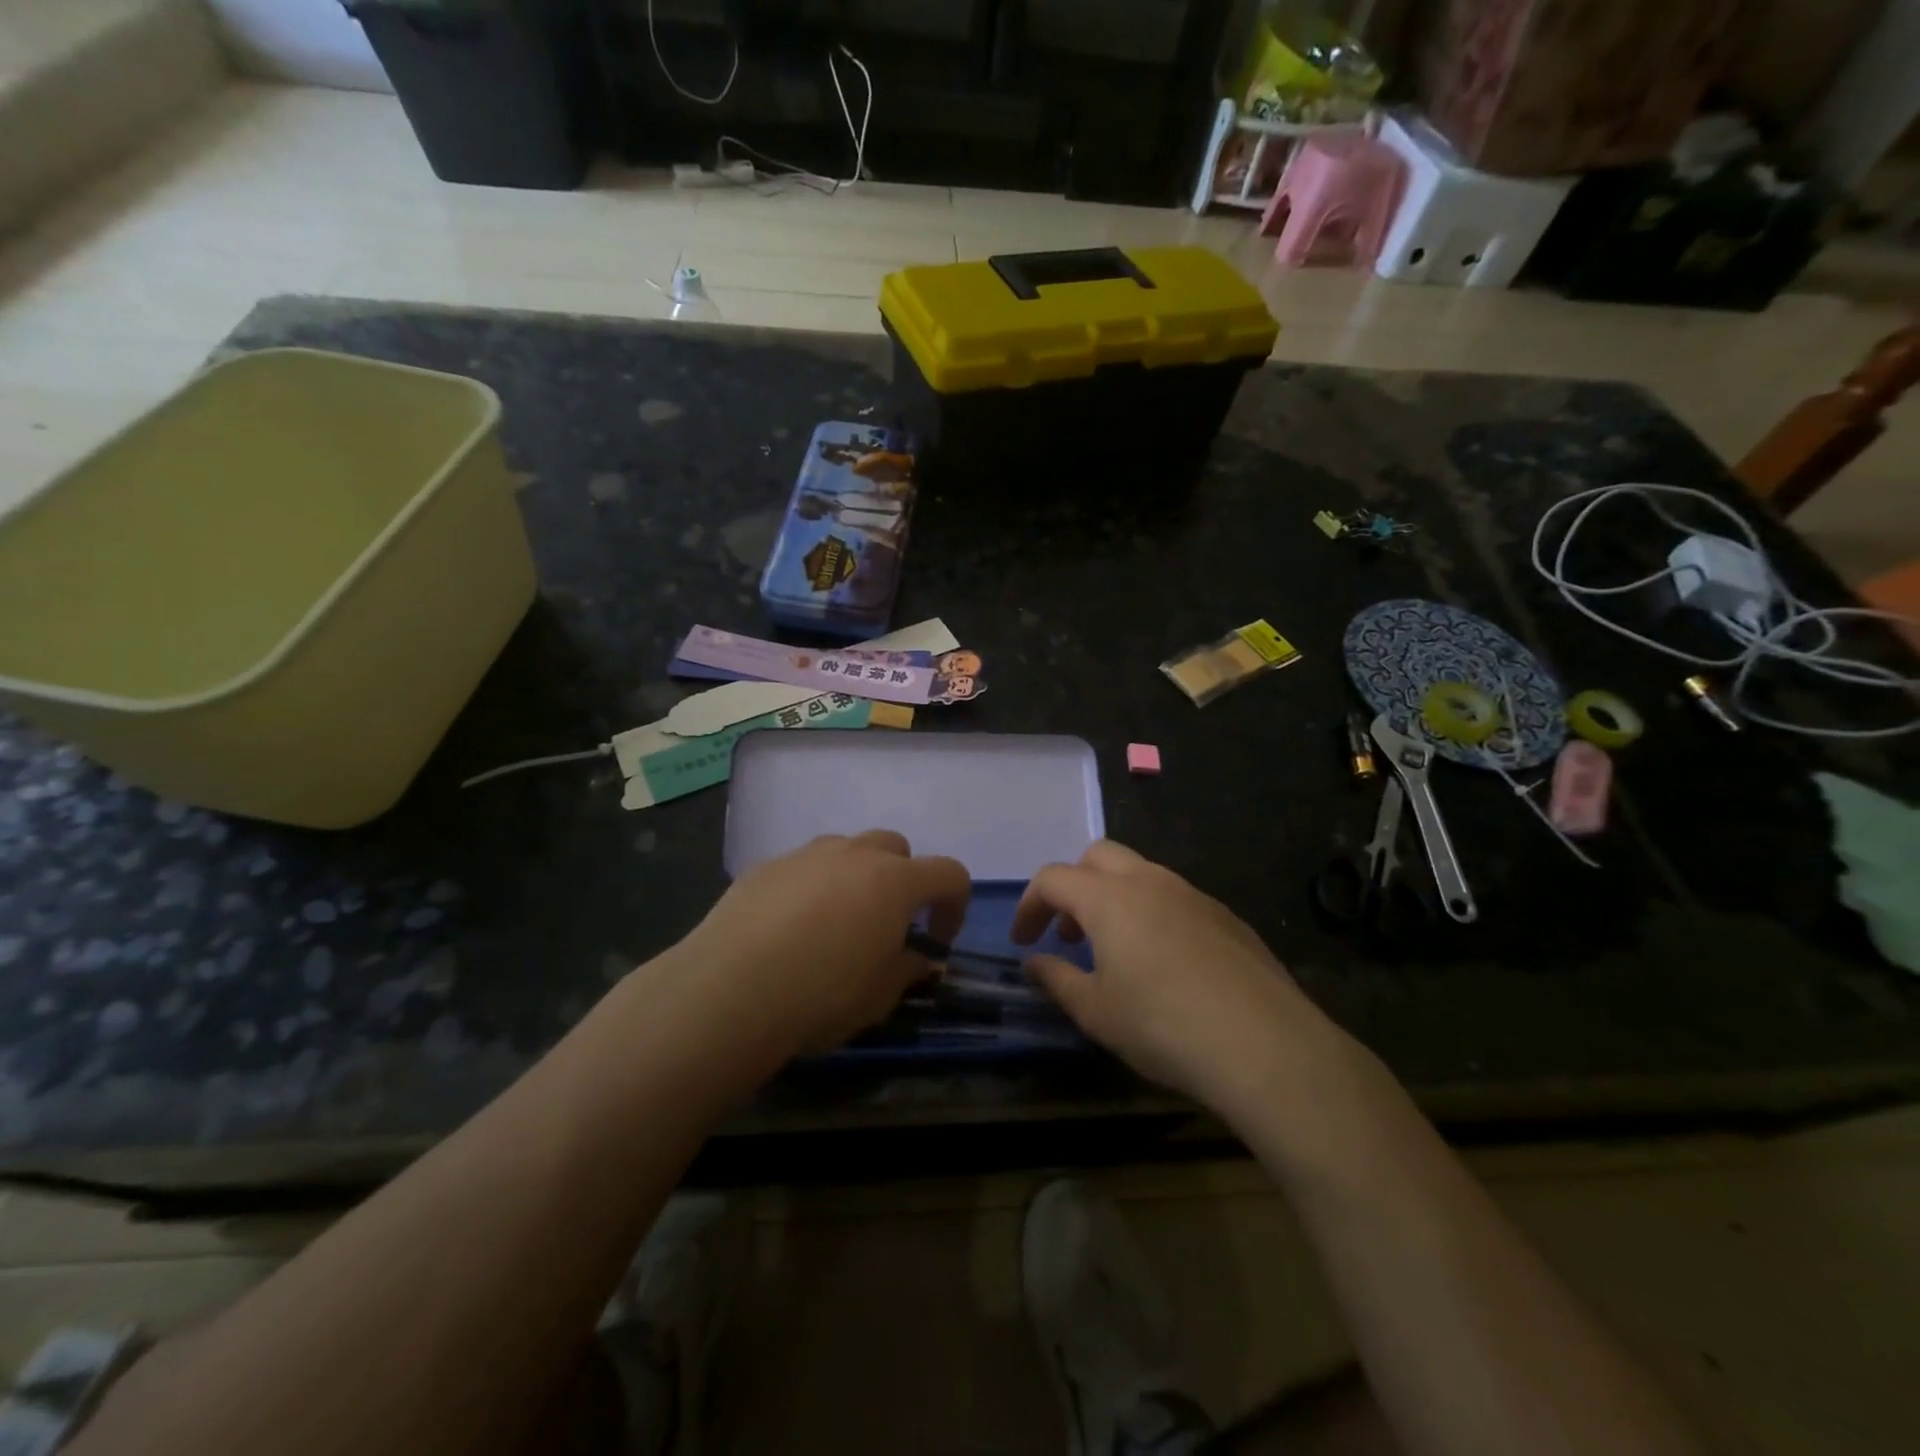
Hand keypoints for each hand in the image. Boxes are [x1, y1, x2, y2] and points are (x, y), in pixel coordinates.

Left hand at [673, 830, 969, 1063]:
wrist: (729, 990)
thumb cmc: (821, 995)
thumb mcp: (880, 996)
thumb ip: (907, 970)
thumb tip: (916, 959)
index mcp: (895, 881)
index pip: (949, 874)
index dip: (954, 906)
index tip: (936, 941)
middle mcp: (855, 854)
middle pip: (896, 848)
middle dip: (903, 880)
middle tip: (887, 924)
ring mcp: (806, 854)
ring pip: (847, 850)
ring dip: (856, 877)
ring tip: (837, 923)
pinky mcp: (765, 866)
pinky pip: (803, 867)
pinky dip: (811, 887)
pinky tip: (789, 928)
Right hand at [1012, 841, 1347, 1109]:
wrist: (1265, 1046)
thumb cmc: (1164, 1026)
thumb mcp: (1097, 1012)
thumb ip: (1057, 979)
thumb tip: (1033, 963)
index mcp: (1110, 898)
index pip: (1053, 878)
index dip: (1030, 906)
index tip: (1024, 941)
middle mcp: (1150, 881)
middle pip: (1098, 857)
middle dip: (1073, 886)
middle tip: (1069, 935)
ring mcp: (1193, 894)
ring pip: (1140, 873)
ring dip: (1114, 898)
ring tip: (1114, 951)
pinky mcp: (1227, 916)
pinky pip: (1175, 897)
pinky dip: (1152, 913)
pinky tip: (1165, 963)